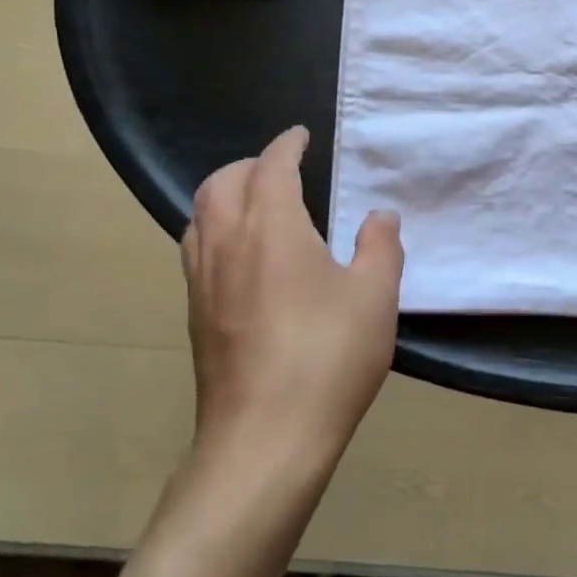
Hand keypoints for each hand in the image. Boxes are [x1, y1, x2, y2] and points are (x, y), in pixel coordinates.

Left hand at [181, 126, 403, 470]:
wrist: (265, 440)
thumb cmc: (328, 357)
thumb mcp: (375, 296)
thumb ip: (381, 246)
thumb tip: (379, 215)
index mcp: (272, 227)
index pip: (272, 166)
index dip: (287, 145)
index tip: (301, 136)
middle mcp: (227, 243)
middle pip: (221, 182)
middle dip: (249, 164)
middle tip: (281, 168)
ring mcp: (203, 281)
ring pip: (200, 215)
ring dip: (225, 195)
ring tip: (258, 205)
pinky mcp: (195, 315)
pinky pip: (197, 249)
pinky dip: (217, 229)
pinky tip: (245, 257)